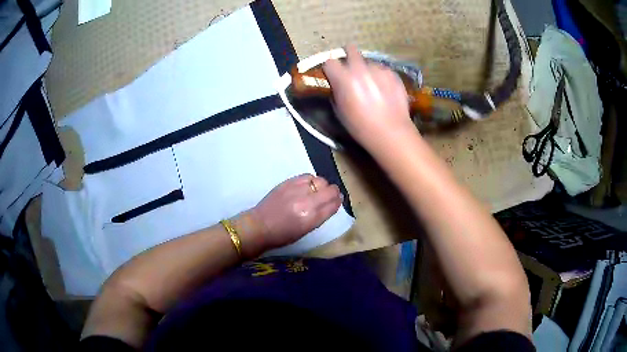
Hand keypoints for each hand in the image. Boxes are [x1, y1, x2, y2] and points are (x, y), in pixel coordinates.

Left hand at [241, 174, 341, 256]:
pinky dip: (311, 180)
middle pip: (330, 190)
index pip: (333, 204)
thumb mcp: (306, 230)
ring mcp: (297, 190)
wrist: (259, 226)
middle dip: (333, 192)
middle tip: (329, 195)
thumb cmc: (283, 235)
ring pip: (320, 180)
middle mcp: (306, 202)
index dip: (337, 202)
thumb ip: (320, 216)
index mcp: (312, 218)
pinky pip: (307, 176)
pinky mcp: (288, 182)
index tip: (336, 201)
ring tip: (316, 191)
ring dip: (322, 186)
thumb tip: (332, 203)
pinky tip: (307, 186)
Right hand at [322, 45, 416, 150]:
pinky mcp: (393, 73)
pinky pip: (382, 69)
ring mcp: (378, 69)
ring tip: (373, 85)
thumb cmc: (361, 126)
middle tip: (351, 68)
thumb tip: (338, 84)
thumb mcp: (340, 111)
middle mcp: (360, 68)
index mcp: (343, 78)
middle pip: (350, 49)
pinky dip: (381, 76)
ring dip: (367, 69)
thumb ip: (337, 91)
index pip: (329, 61)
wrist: (391, 132)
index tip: (333, 75)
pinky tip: (385, 90)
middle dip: (348, 55)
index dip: (331, 68)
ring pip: (368, 61)